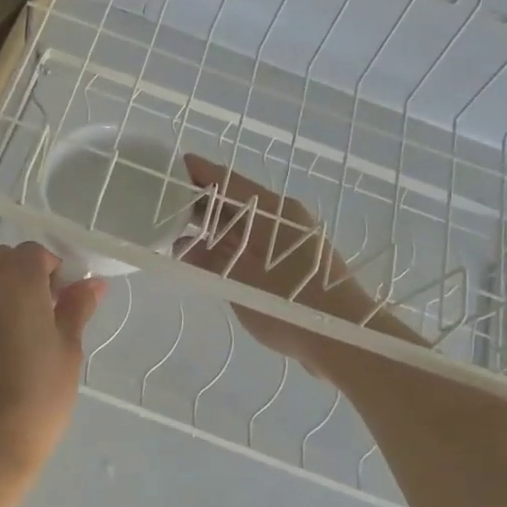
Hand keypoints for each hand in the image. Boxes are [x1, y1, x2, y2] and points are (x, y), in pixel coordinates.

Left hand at [0, 242, 106, 481]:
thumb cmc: (36, 395)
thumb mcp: (68, 349)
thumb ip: (77, 307)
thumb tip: (92, 282)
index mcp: (16, 278)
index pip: (35, 254)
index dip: (53, 272)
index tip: (62, 303)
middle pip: (2, 260)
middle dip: (23, 277)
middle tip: (40, 317)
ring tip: (12, 332)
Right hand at [180, 155, 420, 378]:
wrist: (344, 338)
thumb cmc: (290, 303)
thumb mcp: (239, 281)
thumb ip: (208, 260)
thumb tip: (181, 246)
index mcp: (272, 211)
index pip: (227, 181)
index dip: (197, 173)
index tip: (169, 168)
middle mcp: (281, 219)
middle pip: (233, 202)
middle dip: (199, 202)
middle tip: (162, 204)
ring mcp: (288, 242)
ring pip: (242, 226)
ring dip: (211, 229)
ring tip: (175, 233)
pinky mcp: (292, 264)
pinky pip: (251, 246)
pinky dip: (227, 248)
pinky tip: (205, 261)